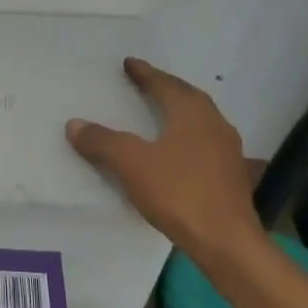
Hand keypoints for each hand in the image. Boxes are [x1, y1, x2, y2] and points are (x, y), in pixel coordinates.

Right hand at [67, 57, 259, 258]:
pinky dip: (191, 135)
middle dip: (166, 87)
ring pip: (202, 119)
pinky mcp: (233, 175)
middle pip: (188, 96)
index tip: (129, 63)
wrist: (227, 243)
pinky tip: (184, 148)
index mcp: (191, 114)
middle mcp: (214, 124)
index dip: (145, 73)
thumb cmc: (179, 193)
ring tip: (163, 111)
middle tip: (146, 82)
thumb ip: (103, 141)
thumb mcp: (132, 164)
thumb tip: (75, 124)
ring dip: (182, 110)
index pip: (164, 84)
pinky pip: (208, 142)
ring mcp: (228, 151)